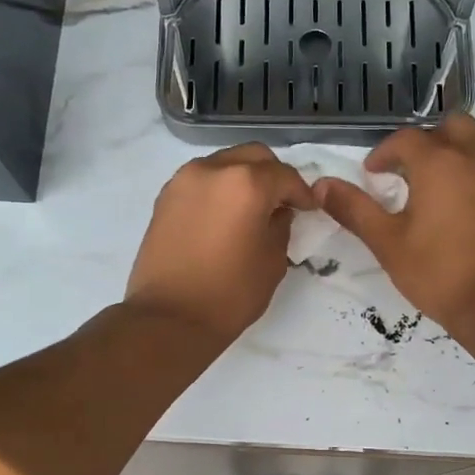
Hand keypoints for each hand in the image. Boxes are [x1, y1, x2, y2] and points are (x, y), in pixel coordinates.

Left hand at [124, 144, 313, 346]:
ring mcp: (184, 180)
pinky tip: (224, 216)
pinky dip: (218, 189)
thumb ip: (281, 226)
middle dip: (273, 175)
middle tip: (282, 203)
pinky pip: (201, 180)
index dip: (302, 192)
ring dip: (243, 178)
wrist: (169, 318)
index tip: (309, 208)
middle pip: (253, 156)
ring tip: (251, 209)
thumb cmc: (230, 294)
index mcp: (246, 183)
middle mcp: (213, 170)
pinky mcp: (165, 197)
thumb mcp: (272, 261)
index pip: (285, 175)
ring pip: (224, 163)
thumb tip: (277, 212)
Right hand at [316, 114, 474, 336]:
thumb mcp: (387, 243)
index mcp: (439, 163)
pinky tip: (458, 209)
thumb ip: (354, 209)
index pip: (406, 139)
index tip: (371, 174)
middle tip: (407, 169)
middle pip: (451, 126)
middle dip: (426, 139)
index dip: (383, 152)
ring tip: (431, 190)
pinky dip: (472, 175)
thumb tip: (321, 186)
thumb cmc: (438, 273)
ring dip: (452, 154)